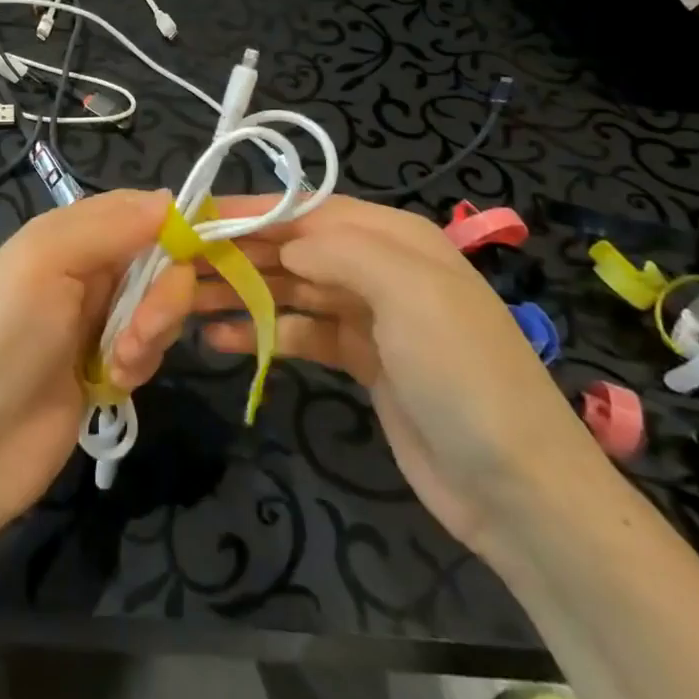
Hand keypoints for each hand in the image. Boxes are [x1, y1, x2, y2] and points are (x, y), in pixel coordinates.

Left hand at [0, 190, 193, 522]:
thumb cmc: (6, 339)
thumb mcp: (46, 262)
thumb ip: (108, 226)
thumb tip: (169, 199)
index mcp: (69, 233)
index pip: (140, 208)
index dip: (177, 221)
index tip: (210, 243)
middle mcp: (87, 268)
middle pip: (159, 258)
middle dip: (163, 294)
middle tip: (141, 330)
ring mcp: (99, 317)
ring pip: (161, 304)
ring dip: (152, 333)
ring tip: (119, 365)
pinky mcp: (110, 363)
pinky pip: (152, 346)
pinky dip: (141, 363)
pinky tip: (113, 384)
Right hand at [195, 195, 608, 557]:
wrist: (519, 490)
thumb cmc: (462, 373)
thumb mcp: (409, 293)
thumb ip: (341, 250)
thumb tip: (284, 241)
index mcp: (393, 237)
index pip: (307, 209)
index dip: (250, 211)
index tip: (195, 219)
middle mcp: (378, 267)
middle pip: (293, 247)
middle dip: (237, 253)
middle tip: (178, 265)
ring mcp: (370, 316)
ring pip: (291, 289)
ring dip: (242, 291)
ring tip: (186, 302)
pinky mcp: (361, 360)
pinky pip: (301, 332)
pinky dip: (264, 332)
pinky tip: (224, 340)